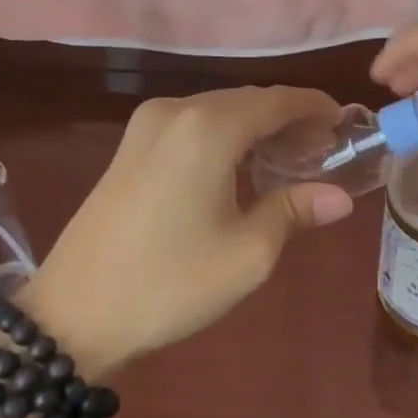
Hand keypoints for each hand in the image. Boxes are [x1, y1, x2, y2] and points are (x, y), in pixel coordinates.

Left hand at [21, 87, 354, 375]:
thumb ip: (295, 210)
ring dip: (257, 128)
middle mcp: (177, 111)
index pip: (278, 100)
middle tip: (324, 151)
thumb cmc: (170, 283)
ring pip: (220, 111)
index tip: (346, 125)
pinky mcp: (130, 147)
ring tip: (290, 161)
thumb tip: (340, 196)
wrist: (71, 317)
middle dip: (289, 120)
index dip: (316, 108)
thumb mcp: (248, 252)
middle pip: (249, 100)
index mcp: (208, 127)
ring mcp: (146, 126)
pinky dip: (227, 137)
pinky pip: (193, 126)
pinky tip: (242, 168)